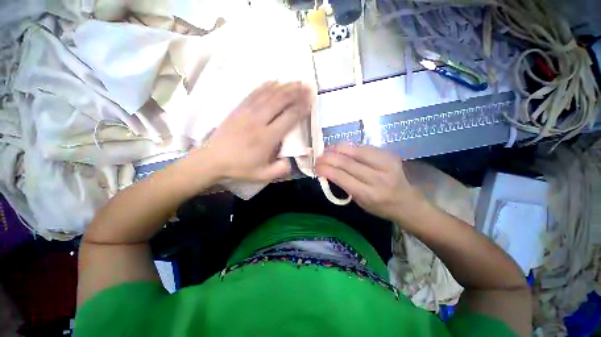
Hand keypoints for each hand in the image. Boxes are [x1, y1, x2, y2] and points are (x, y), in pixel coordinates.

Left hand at [190, 81, 311, 182]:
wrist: (212, 160)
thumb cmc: (239, 168)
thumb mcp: (262, 175)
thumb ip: (280, 169)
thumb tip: (290, 160)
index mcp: (267, 137)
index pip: (288, 118)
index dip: (301, 109)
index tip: (310, 101)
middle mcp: (258, 121)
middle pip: (280, 101)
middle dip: (295, 92)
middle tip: (307, 86)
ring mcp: (247, 113)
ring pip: (268, 95)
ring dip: (284, 87)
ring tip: (295, 81)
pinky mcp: (238, 109)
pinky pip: (254, 93)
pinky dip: (265, 86)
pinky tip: (274, 81)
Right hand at [316, 144, 423, 220]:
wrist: (406, 202)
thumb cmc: (379, 206)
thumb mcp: (359, 202)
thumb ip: (344, 185)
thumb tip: (328, 170)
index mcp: (369, 194)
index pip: (342, 177)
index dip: (326, 169)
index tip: (316, 166)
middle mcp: (378, 178)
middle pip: (347, 162)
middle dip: (329, 157)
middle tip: (319, 157)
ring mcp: (386, 164)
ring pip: (356, 151)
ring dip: (338, 148)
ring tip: (328, 149)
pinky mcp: (389, 155)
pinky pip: (365, 147)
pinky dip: (351, 147)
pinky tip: (342, 149)